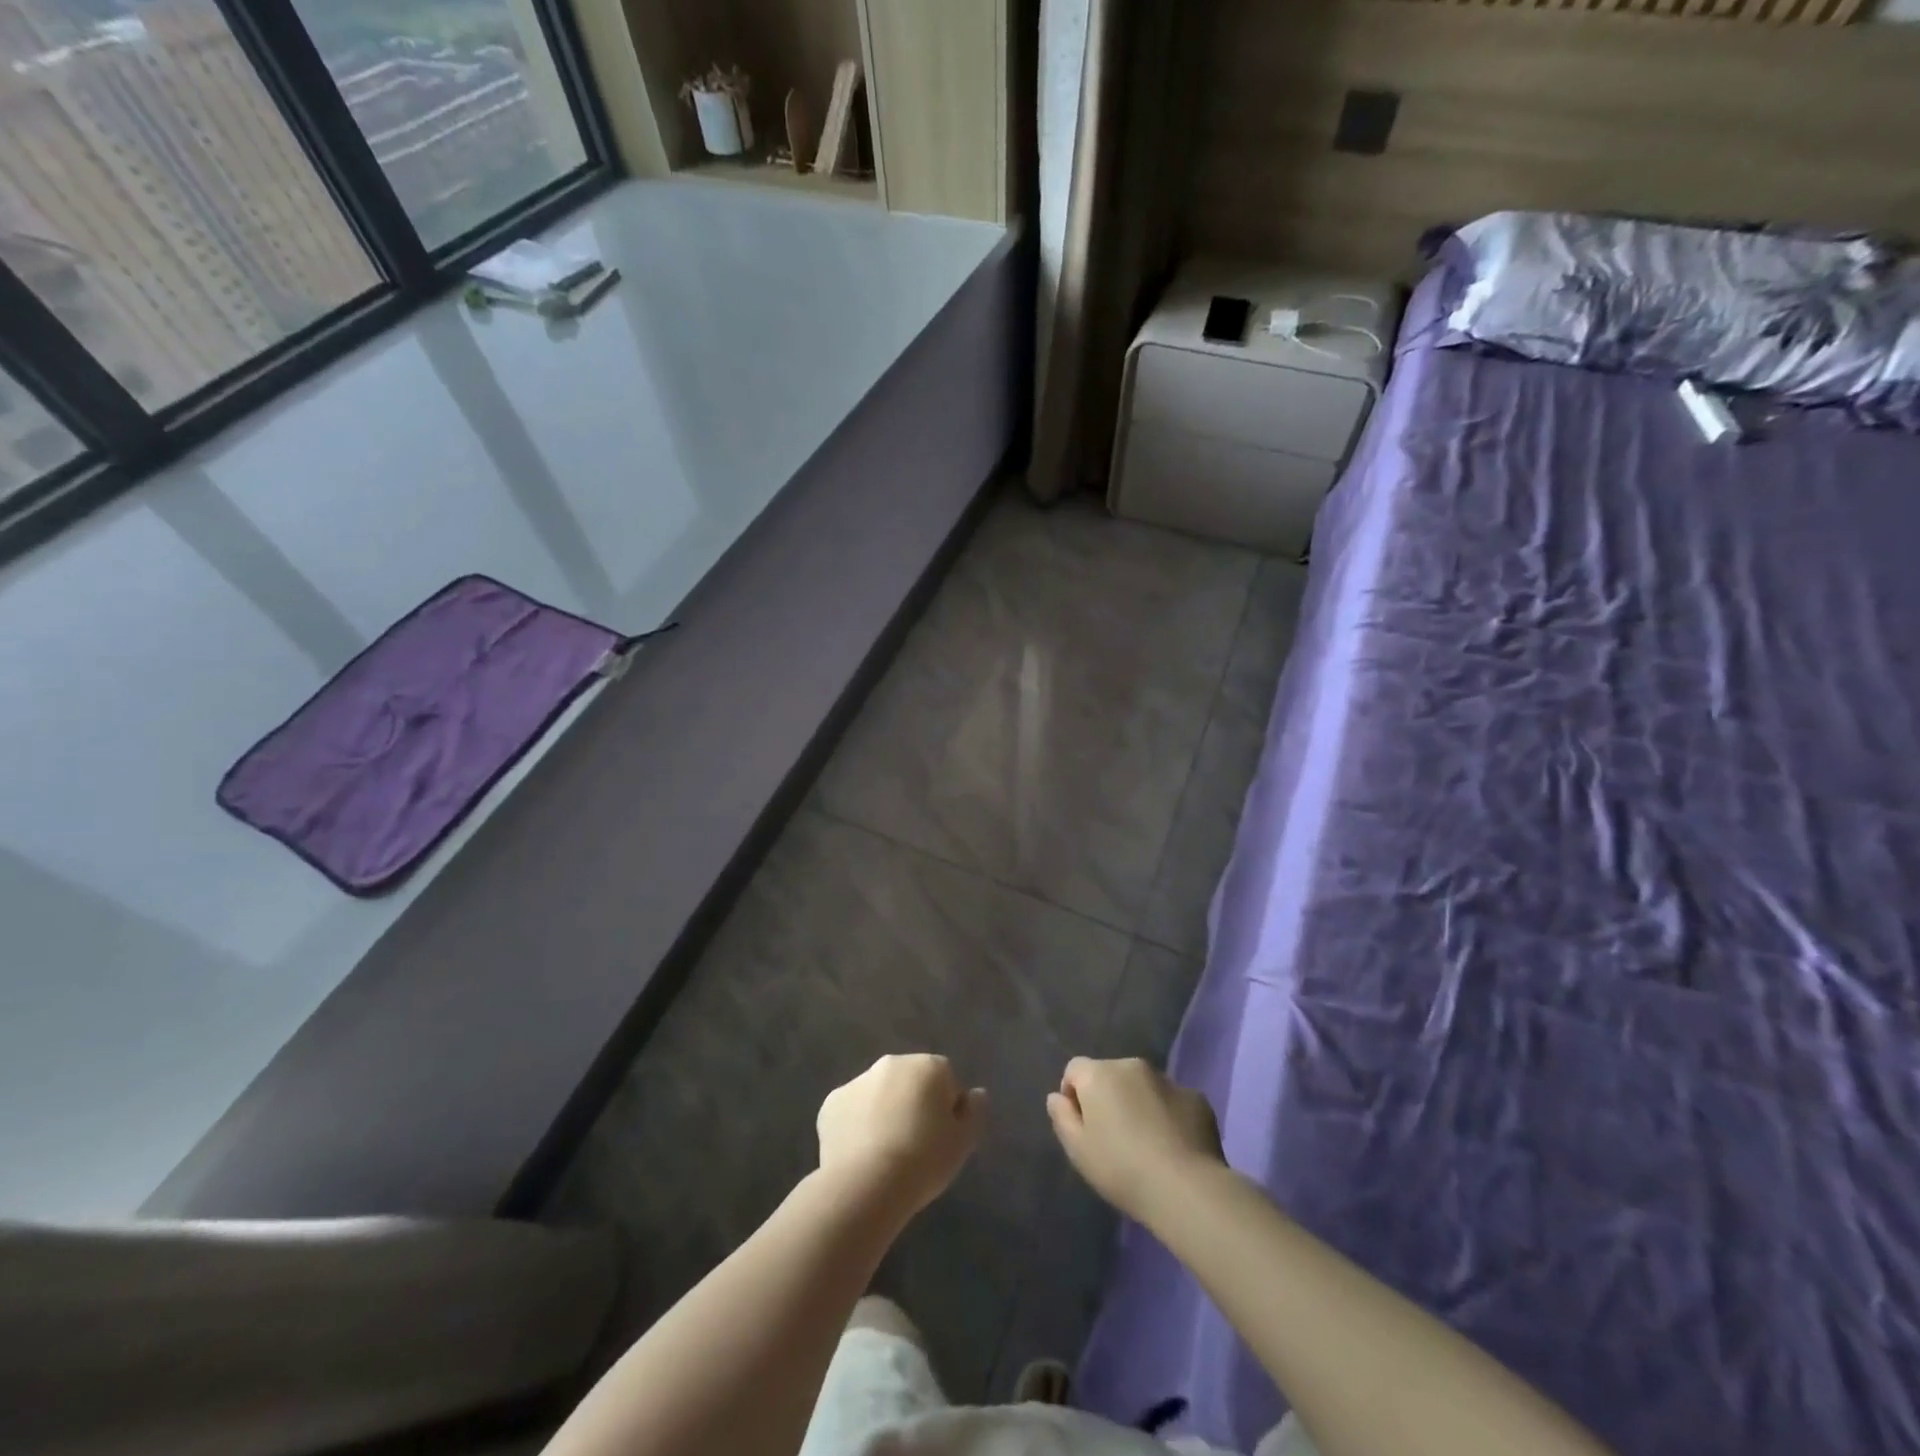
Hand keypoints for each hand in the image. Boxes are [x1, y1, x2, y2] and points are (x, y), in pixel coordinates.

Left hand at [817, 1055, 985, 1219]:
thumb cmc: (923, 1160)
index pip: (947, 1081)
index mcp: (928, 1066)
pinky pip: (852, 1111)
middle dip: (914, 1105)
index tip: (943, 1140)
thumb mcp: (964, 1142)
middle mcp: (892, 1063)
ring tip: (886, 1155)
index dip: (948, 1111)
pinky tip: (861, 1156)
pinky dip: (857, 1126)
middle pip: (911, 1082)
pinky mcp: (831, 1103)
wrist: (866, 1185)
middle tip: (916, 1146)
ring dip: (885, 1112)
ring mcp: (858, 1080)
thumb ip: (975, 1112)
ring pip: (880, 1094)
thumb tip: (976, 1094)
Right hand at [1047, 1058, 1223, 1221]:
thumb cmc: (1121, 1168)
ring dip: (1139, 1104)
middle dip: (1108, 1097)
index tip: (1082, 1126)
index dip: (1073, 1094)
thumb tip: (1057, 1097)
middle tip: (1114, 1137)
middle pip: (1111, 1075)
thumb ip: (1061, 1117)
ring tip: (1146, 1144)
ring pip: (1143, 1086)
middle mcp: (1132, 1066)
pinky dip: (1168, 1115)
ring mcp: (1167, 1079)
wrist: (1186, 1188)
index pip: (1075, 1069)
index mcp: (1099, 1074)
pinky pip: (1172, 1101)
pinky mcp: (1196, 1098)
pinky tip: (1173, 1147)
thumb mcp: (1078, 1150)